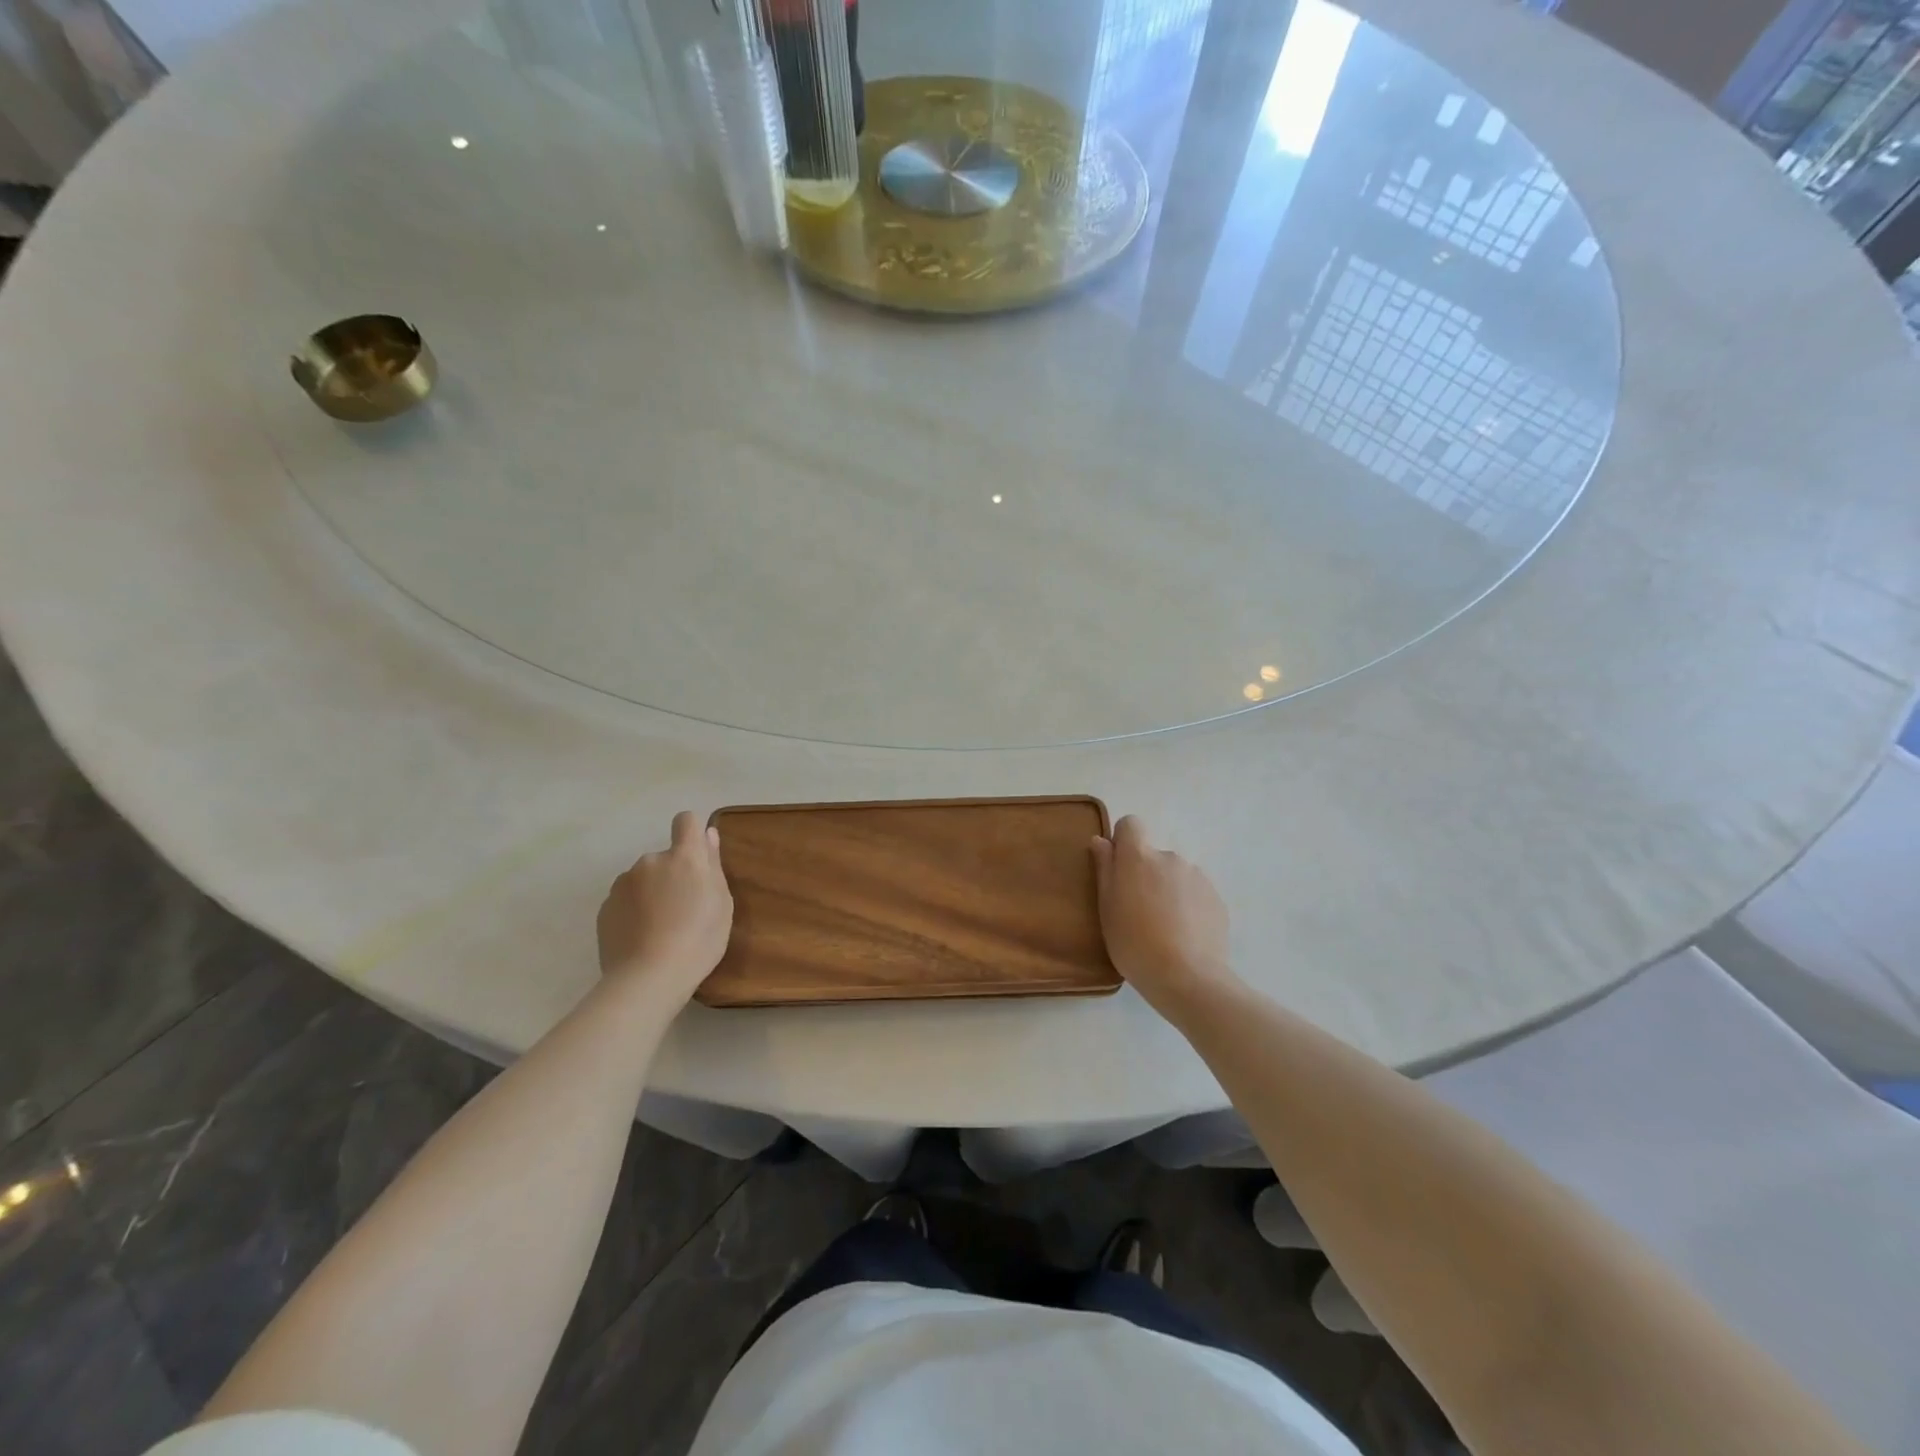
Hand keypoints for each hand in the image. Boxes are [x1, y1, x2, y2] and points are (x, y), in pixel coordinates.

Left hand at [597, 811, 734, 1000]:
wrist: (648, 978)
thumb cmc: (699, 939)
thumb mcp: (722, 903)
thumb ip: (713, 864)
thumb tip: (708, 834)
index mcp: (684, 857)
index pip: (686, 821)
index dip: (692, 833)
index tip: (698, 859)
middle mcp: (650, 861)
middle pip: (665, 857)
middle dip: (673, 874)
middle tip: (684, 909)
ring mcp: (623, 884)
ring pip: (643, 879)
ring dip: (652, 892)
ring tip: (660, 928)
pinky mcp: (605, 907)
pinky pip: (625, 900)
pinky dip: (634, 911)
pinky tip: (642, 938)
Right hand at [1090, 816, 1239, 1021]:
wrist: (1188, 978)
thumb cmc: (1134, 943)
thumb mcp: (1107, 908)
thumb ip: (1105, 869)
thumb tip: (1101, 841)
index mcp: (1139, 857)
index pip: (1131, 824)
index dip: (1123, 842)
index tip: (1119, 870)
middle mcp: (1170, 857)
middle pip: (1153, 856)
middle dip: (1146, 874)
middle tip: (1138, 911)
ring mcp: (1197, 877)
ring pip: (1175, 875)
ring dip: (1168, 891)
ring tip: (1164, 928)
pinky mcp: (1216, 898)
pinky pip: (1195, 893)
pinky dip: (1188, 906)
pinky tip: (1184, 936)